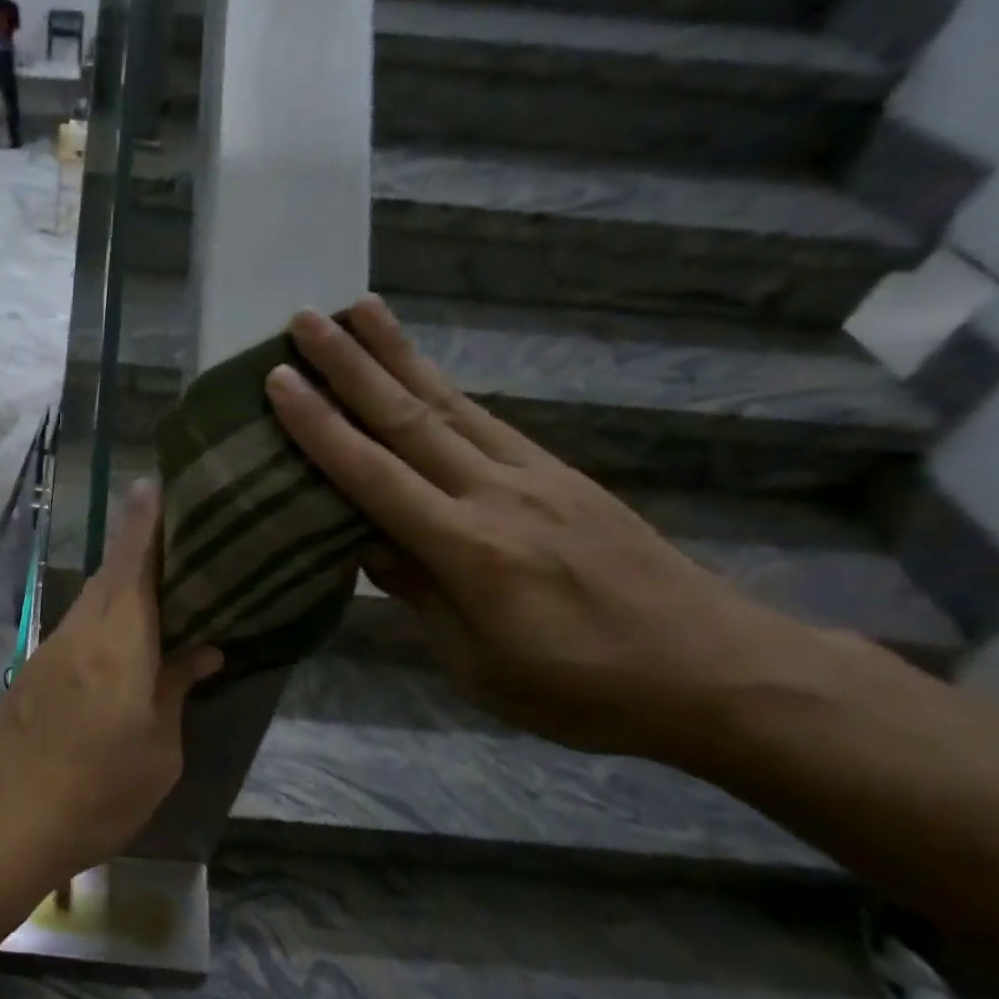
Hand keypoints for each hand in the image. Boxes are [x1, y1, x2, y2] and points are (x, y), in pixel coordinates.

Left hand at [0, 483, 222, 886]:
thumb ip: (174, 690)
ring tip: (162, 580)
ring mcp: (50, 651)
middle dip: (139, 544)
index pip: (133, 562)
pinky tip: (126, 637)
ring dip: (123, 583)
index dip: (144, 520)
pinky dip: (106, 618)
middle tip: (177, 529)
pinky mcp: (35, 675)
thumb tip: (200, 651)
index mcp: (118, 641)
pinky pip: (80, 629)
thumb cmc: (95, 791)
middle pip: (112, 574)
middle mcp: (80, 632)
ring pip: (93, 601)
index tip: (152, 481)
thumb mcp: (157, 751)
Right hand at [265, 297, 812, 760]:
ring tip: (361, 309)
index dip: (321, 428)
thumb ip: (420, 595)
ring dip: (399, 354)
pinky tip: (425, 372)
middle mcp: (497, 495)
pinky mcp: (564, 474)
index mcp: (468, 550)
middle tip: (305, 318)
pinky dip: (447, 388)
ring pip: (451, 403)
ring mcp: (536, 476)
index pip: (374, 476)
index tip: (280, 382)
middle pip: (409, 418)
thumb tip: (367, 544)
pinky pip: (489, 421)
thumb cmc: (582, 689)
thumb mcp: (479, 665)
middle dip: (350, 365)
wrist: (719, 672)